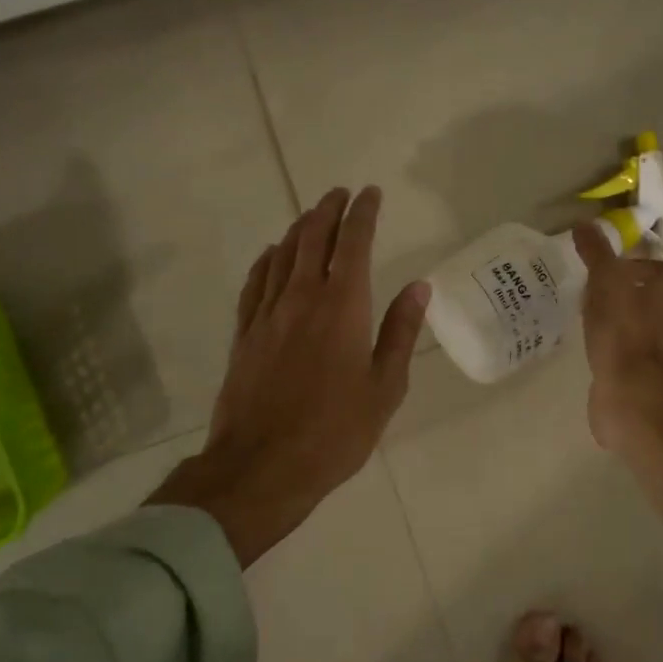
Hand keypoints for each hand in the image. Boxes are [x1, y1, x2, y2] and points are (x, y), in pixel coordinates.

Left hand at [149, 187, 428, 565]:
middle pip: (313, 238)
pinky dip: (267, 260)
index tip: (371, 194)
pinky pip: (255, 283)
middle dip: (328, 210)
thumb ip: (400, 332)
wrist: (261, 467)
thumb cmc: (335, 432)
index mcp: (342, 306)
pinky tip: (272, 255)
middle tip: (341, 194)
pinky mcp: (244, 335)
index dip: (363, 214)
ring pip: (282, 255)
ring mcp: (267, 315)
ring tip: (312, 215)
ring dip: (299, 228)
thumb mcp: (385, 387)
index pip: (353, 243)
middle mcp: (302, 298)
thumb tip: (418, 287)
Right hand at [571, 222, 662, 512]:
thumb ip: (597, 253)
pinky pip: (625, 347)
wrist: (629, 392)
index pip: (660, 266)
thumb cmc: (623, 331)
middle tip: (590, 286)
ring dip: (616, 316)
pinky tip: (589, 342)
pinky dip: (611, 342)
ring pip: (637, 321)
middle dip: (622, 289)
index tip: (606, 265)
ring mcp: (659, 348)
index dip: (636, 262)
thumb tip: (585, 224)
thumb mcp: (606, 281)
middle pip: (648, 294)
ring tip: (585, 312)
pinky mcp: (642, 371)